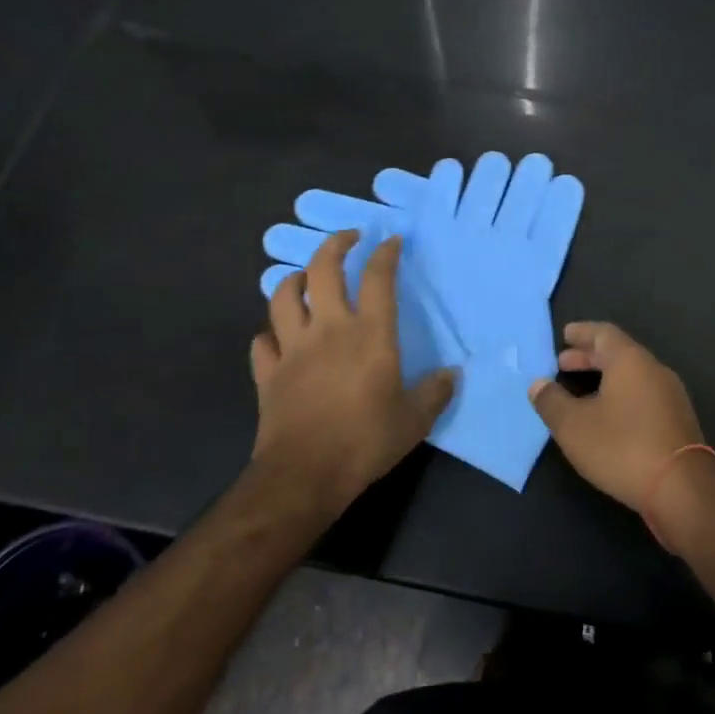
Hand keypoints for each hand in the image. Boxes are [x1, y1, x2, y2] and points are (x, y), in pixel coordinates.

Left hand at [249, 230, 455, 517]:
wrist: (304, 475)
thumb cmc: (365, 441)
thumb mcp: (414, 420)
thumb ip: (435, 392)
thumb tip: (452, 375)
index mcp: (369, 334)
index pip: (378, 278)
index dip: (385, 253)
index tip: (390, 241)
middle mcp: (329, 329)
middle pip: (323, 269)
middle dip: (335, 244)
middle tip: (349, 238)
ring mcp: (293, 348)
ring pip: (283, 296)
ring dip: (294, 279)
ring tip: (306, 277)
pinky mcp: (268, 373)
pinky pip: (262, 342)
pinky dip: (270, 334)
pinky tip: (279, 337)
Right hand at [529, 322, 705, 509]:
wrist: (683, 489)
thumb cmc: (622, 447)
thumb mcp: (574, 426)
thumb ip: (552, 402)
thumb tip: (538, 384)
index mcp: (630, 360)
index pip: (603, 333)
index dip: (582, 333)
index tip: (564, 335)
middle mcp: (653, 369)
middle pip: (618, 353)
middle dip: (589, 357)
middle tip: (563, 364)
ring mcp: (670, 395)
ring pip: (632, 375)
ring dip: (605, 378)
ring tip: (581, 393)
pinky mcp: (677, 420)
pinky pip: (643, 394)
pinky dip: (621, 395)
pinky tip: (608, 417)